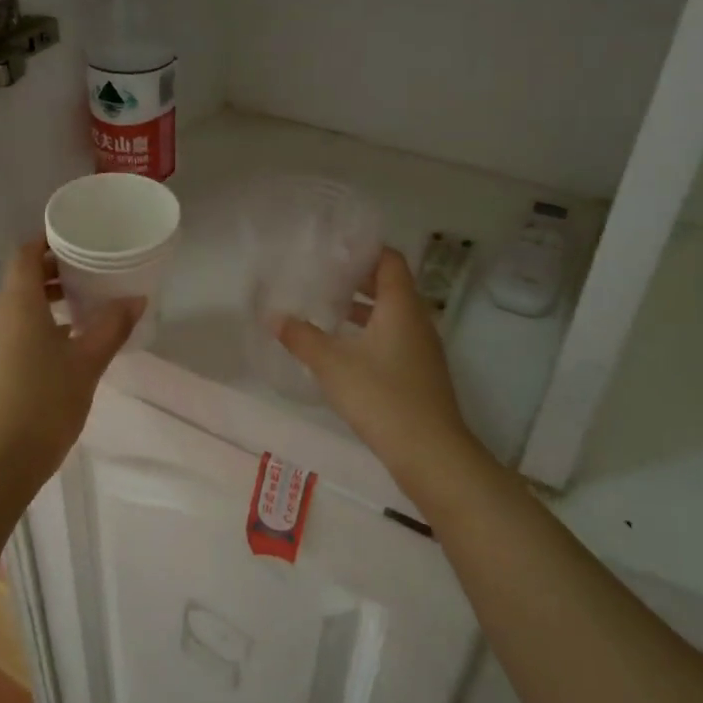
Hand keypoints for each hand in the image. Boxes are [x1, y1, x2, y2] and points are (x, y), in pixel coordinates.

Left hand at [0, 241, 141, 485]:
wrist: (4, 457)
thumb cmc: (47, 400)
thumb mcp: (88, 361)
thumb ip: (112, 326)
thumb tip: (136, 299)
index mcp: (18, 304)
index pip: (25, 254)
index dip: (47, 241)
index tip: (77, 240)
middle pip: (20, 278)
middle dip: (52, 270)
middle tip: (89, 270)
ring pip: (16, 305)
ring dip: (45, 298)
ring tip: (81, 305)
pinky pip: (13, 329)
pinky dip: (36, 322)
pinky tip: (64, 342)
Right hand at [277, 247, 476, 477]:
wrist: (429, 452)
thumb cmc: (381, 396)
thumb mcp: (332, 364)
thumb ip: (301, 337)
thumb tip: (273, 316)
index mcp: (402, 307)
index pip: (389, 260)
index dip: (363, 250)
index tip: (333, 250)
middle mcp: (417, 321)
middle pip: (390, 286)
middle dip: (357, 280)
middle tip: (322, 277)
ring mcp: (422, 349)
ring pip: (392, 315)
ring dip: (362, 309)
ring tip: (327, 310)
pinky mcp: (419, 374)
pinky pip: (394, 339)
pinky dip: (370, 334)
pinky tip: (343, 350)